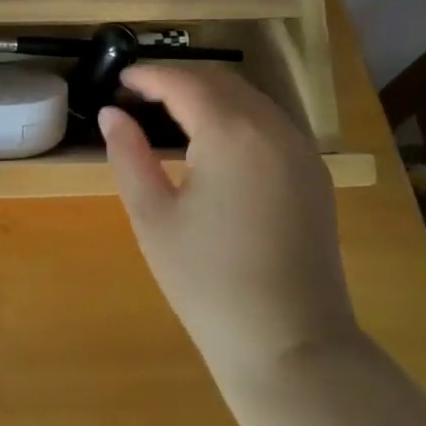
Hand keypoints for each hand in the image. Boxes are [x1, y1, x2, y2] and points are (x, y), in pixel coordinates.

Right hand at [100, 64, 357, 384]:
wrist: (293, 349)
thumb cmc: (210, 284)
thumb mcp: (153, 218)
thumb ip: (129, 155)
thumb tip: (111, 113)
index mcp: (230, 133)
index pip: (183, 82)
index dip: (148, 75)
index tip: (120, 80)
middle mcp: (271, 127)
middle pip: (218, 80)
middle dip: (178, 79)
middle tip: (140, 95)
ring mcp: (300, 149)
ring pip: (247, 96)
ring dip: (208, 93)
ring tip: (171, 112)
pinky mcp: (314, 173)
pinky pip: (269, 120)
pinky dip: (237, 113)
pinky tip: (215, 139)